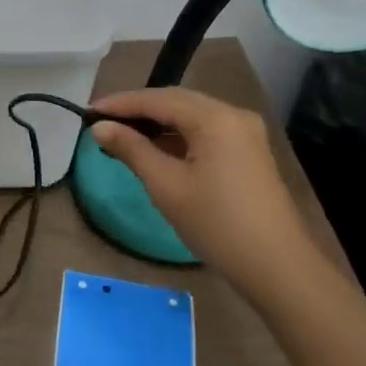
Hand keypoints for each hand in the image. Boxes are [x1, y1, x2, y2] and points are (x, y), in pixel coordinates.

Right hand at [89, 88, 310, 278]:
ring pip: (192, 116)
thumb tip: (100, 128)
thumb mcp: (166, 186)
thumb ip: (131, 150)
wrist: (277, 266)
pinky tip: (157, 149)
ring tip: (123, 135)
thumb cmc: (216, 223)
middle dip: (138, 110)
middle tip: (103, 122)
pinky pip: (206, 132)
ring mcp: (245, 134)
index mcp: (215, 118)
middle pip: (177, 101)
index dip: (121, 104)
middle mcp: (233, 115)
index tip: (88, 111)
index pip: (158, 99)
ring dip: (158, 123)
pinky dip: (178, 136)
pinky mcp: (249, 153)